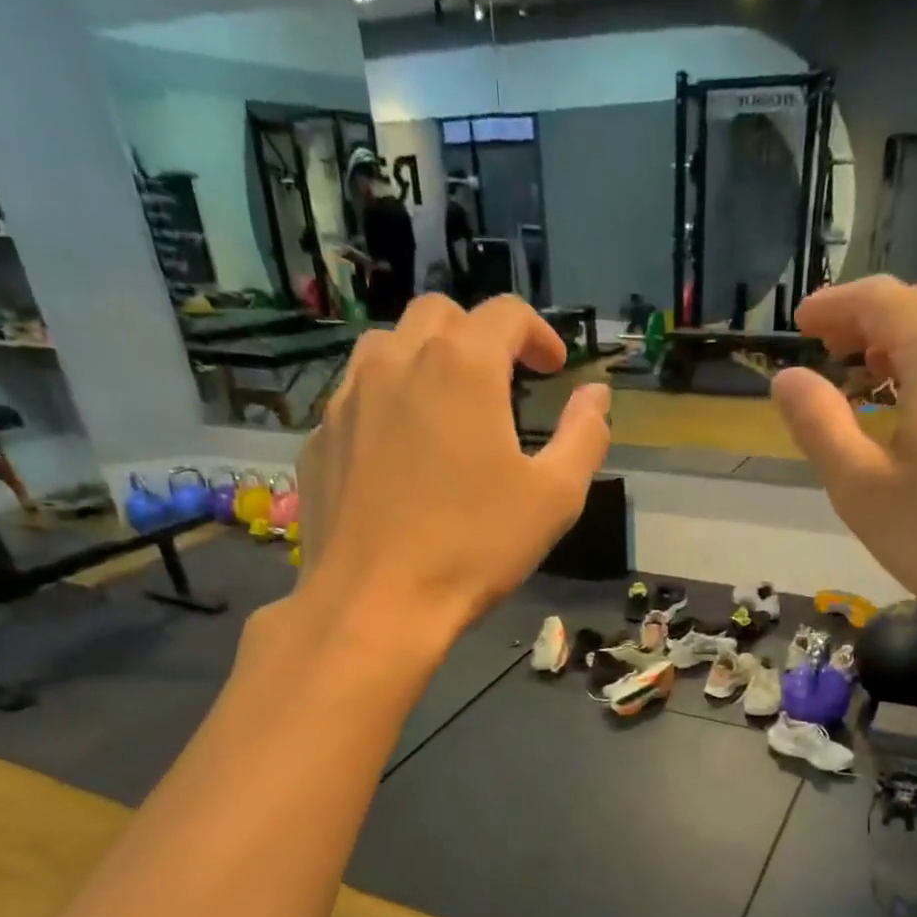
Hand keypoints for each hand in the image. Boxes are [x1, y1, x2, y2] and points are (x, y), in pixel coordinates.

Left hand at [296, 294, 610, 637]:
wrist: (375, 603)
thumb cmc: (474, 548)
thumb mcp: (554, 498)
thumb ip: (584, 436)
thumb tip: (597, 395)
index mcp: (461, 366)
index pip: (505, 314)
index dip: (538, 333)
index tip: (554, 368)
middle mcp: (397, 361)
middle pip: (440, 315)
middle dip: (479, 337)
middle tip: (503, 382)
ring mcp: (348, 397)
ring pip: (389, 348)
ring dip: (427, 361)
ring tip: (448, 410)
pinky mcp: (320, 437)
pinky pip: (357, 398)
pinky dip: (389, 405)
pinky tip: (402, 455)